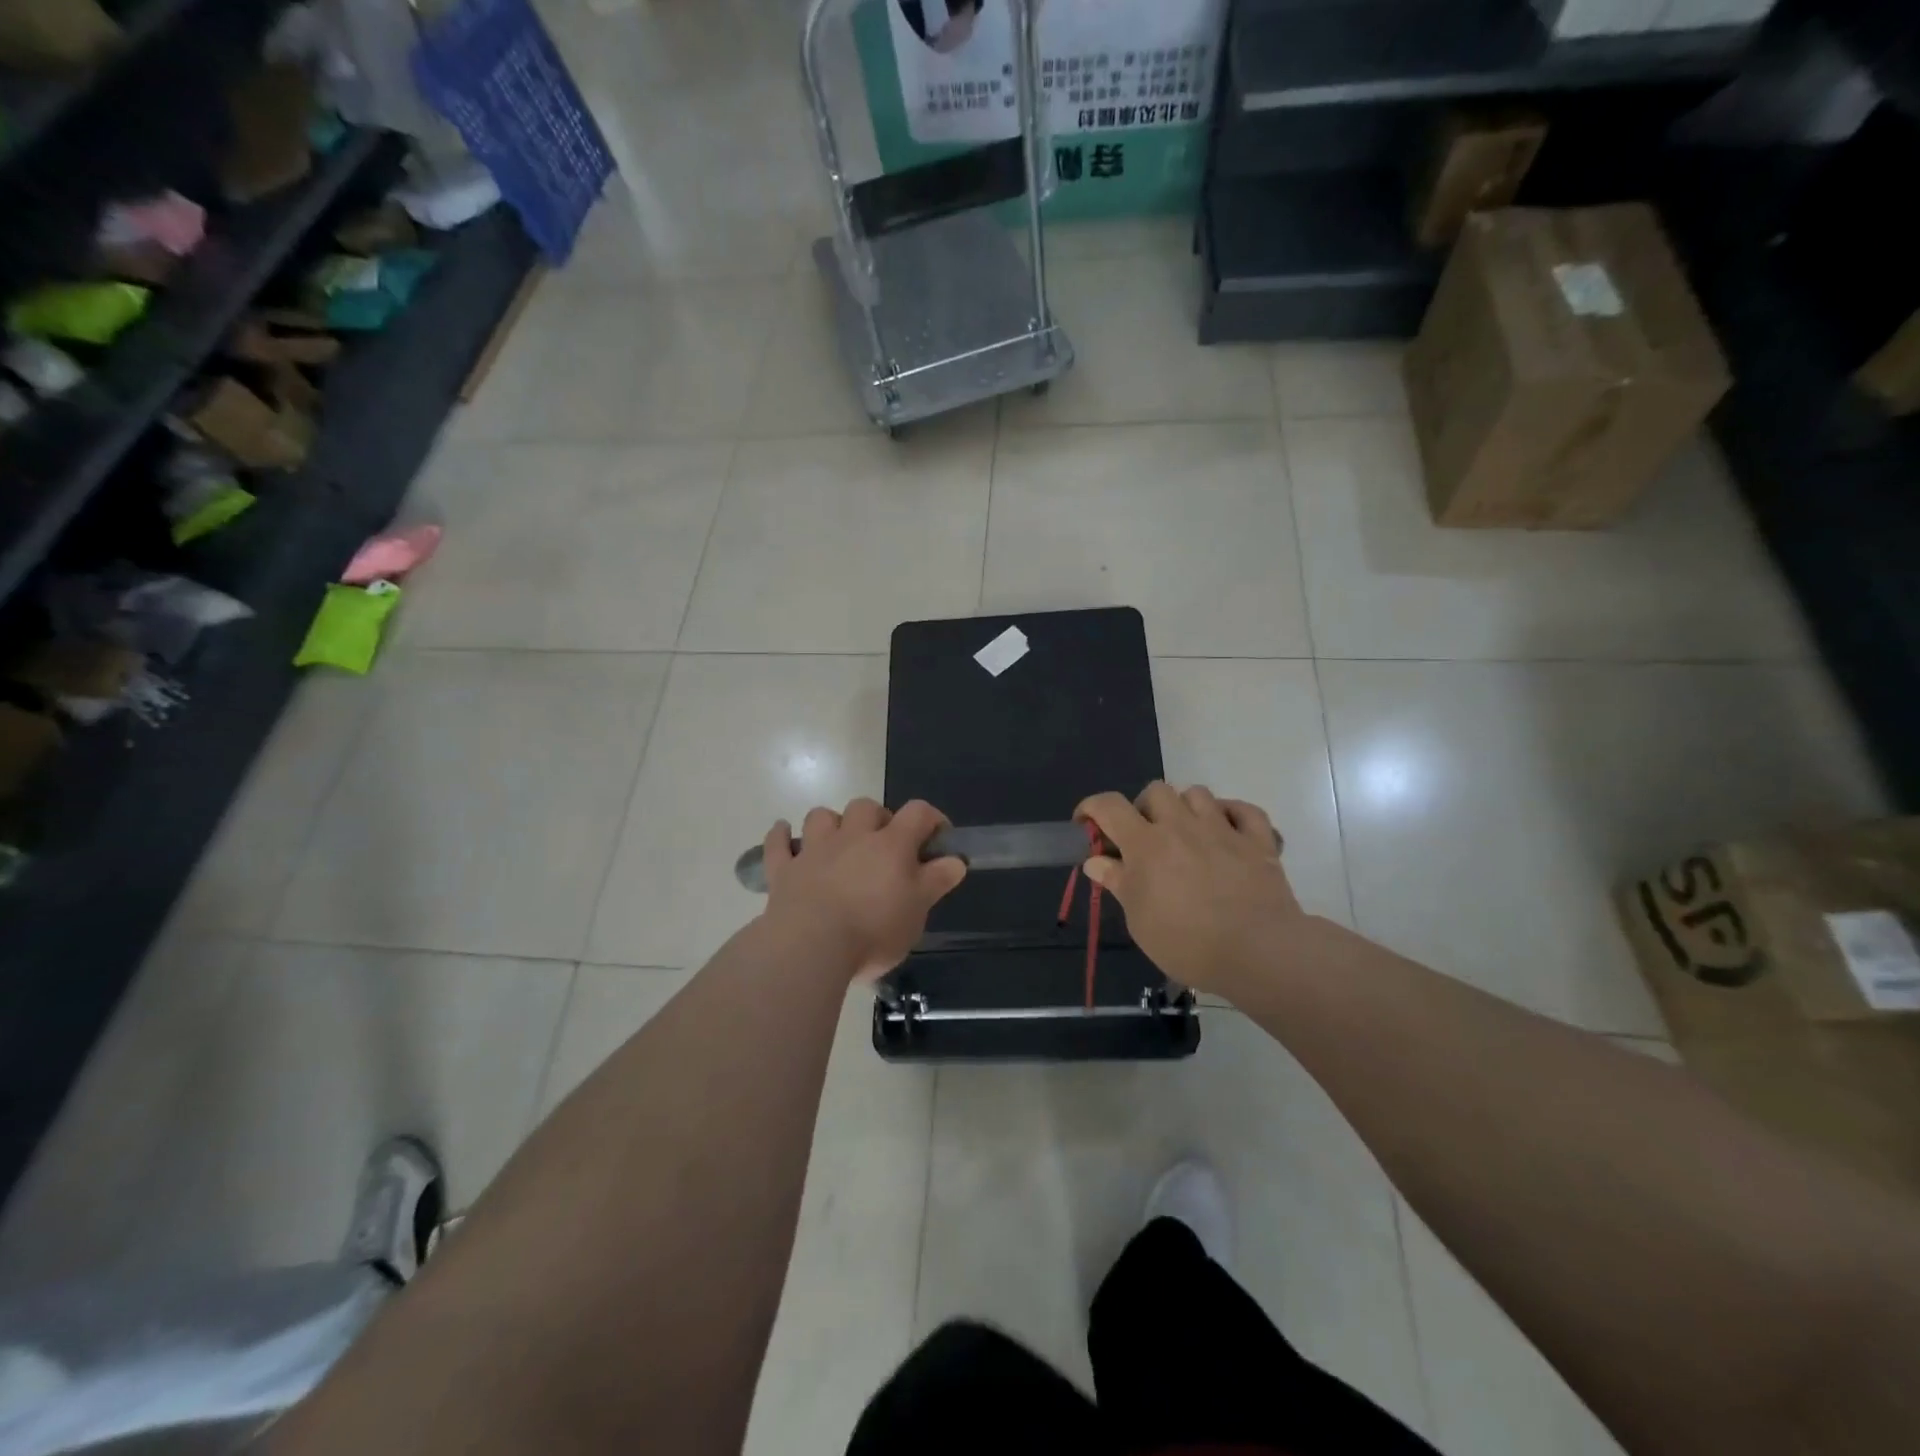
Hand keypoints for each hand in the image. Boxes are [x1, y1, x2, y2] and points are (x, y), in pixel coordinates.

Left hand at [760, 799, 966, 981]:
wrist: (811, 946)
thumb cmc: (874, 929)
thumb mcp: (917, 910)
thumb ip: (936, 881)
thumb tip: (956, 859)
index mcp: (891, 845)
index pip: (917, 812)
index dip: (931, 819)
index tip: (938, 838)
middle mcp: (852, 837)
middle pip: (866, 807)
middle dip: (877, 818)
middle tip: (884, 846)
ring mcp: (814, 850)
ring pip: (821, 816)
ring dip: (831, 823)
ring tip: (838, 842)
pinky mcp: (784, 871)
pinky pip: (778, 844)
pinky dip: (781, 837)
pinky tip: (784, 835)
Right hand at [1075, 784, 1303, 998]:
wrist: (1257, 952)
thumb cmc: (1187, 942)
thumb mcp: (1139, 920)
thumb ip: (1117, 883)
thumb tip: (1095, 861)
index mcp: (1146, 844)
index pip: (1109, 806)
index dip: (1091, 807)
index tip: (1086, 825)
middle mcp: (1182, 826)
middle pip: (1155, 791)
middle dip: (1143, 808)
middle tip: (1144, 837)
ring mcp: (1223, 829)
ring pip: (1197, 793)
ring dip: (1185, 807)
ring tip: (1185, 833)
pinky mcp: (1258, 841)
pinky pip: (1245, 810)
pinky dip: (1232, 814)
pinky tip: (1227, 830)